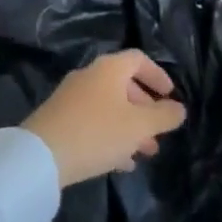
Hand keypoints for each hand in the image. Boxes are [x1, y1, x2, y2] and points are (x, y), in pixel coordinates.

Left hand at [23, 50, 187, 187]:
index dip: (158, 75)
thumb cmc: (97, 132)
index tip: (171, 96)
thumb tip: (179, 108)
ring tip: (145, 152)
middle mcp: (90, 75)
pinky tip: (120, 162)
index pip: (139, 59)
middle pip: (124, 84)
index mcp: (109, 68)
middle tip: (159, 132)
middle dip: (146, 109)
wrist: (41, 155)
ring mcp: (72, 96)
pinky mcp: (60, 118)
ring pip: (109, 106)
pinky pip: (93, 121)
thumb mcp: (139, 126)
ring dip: (130, 126)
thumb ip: (163, 116)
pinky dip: (111, 135)